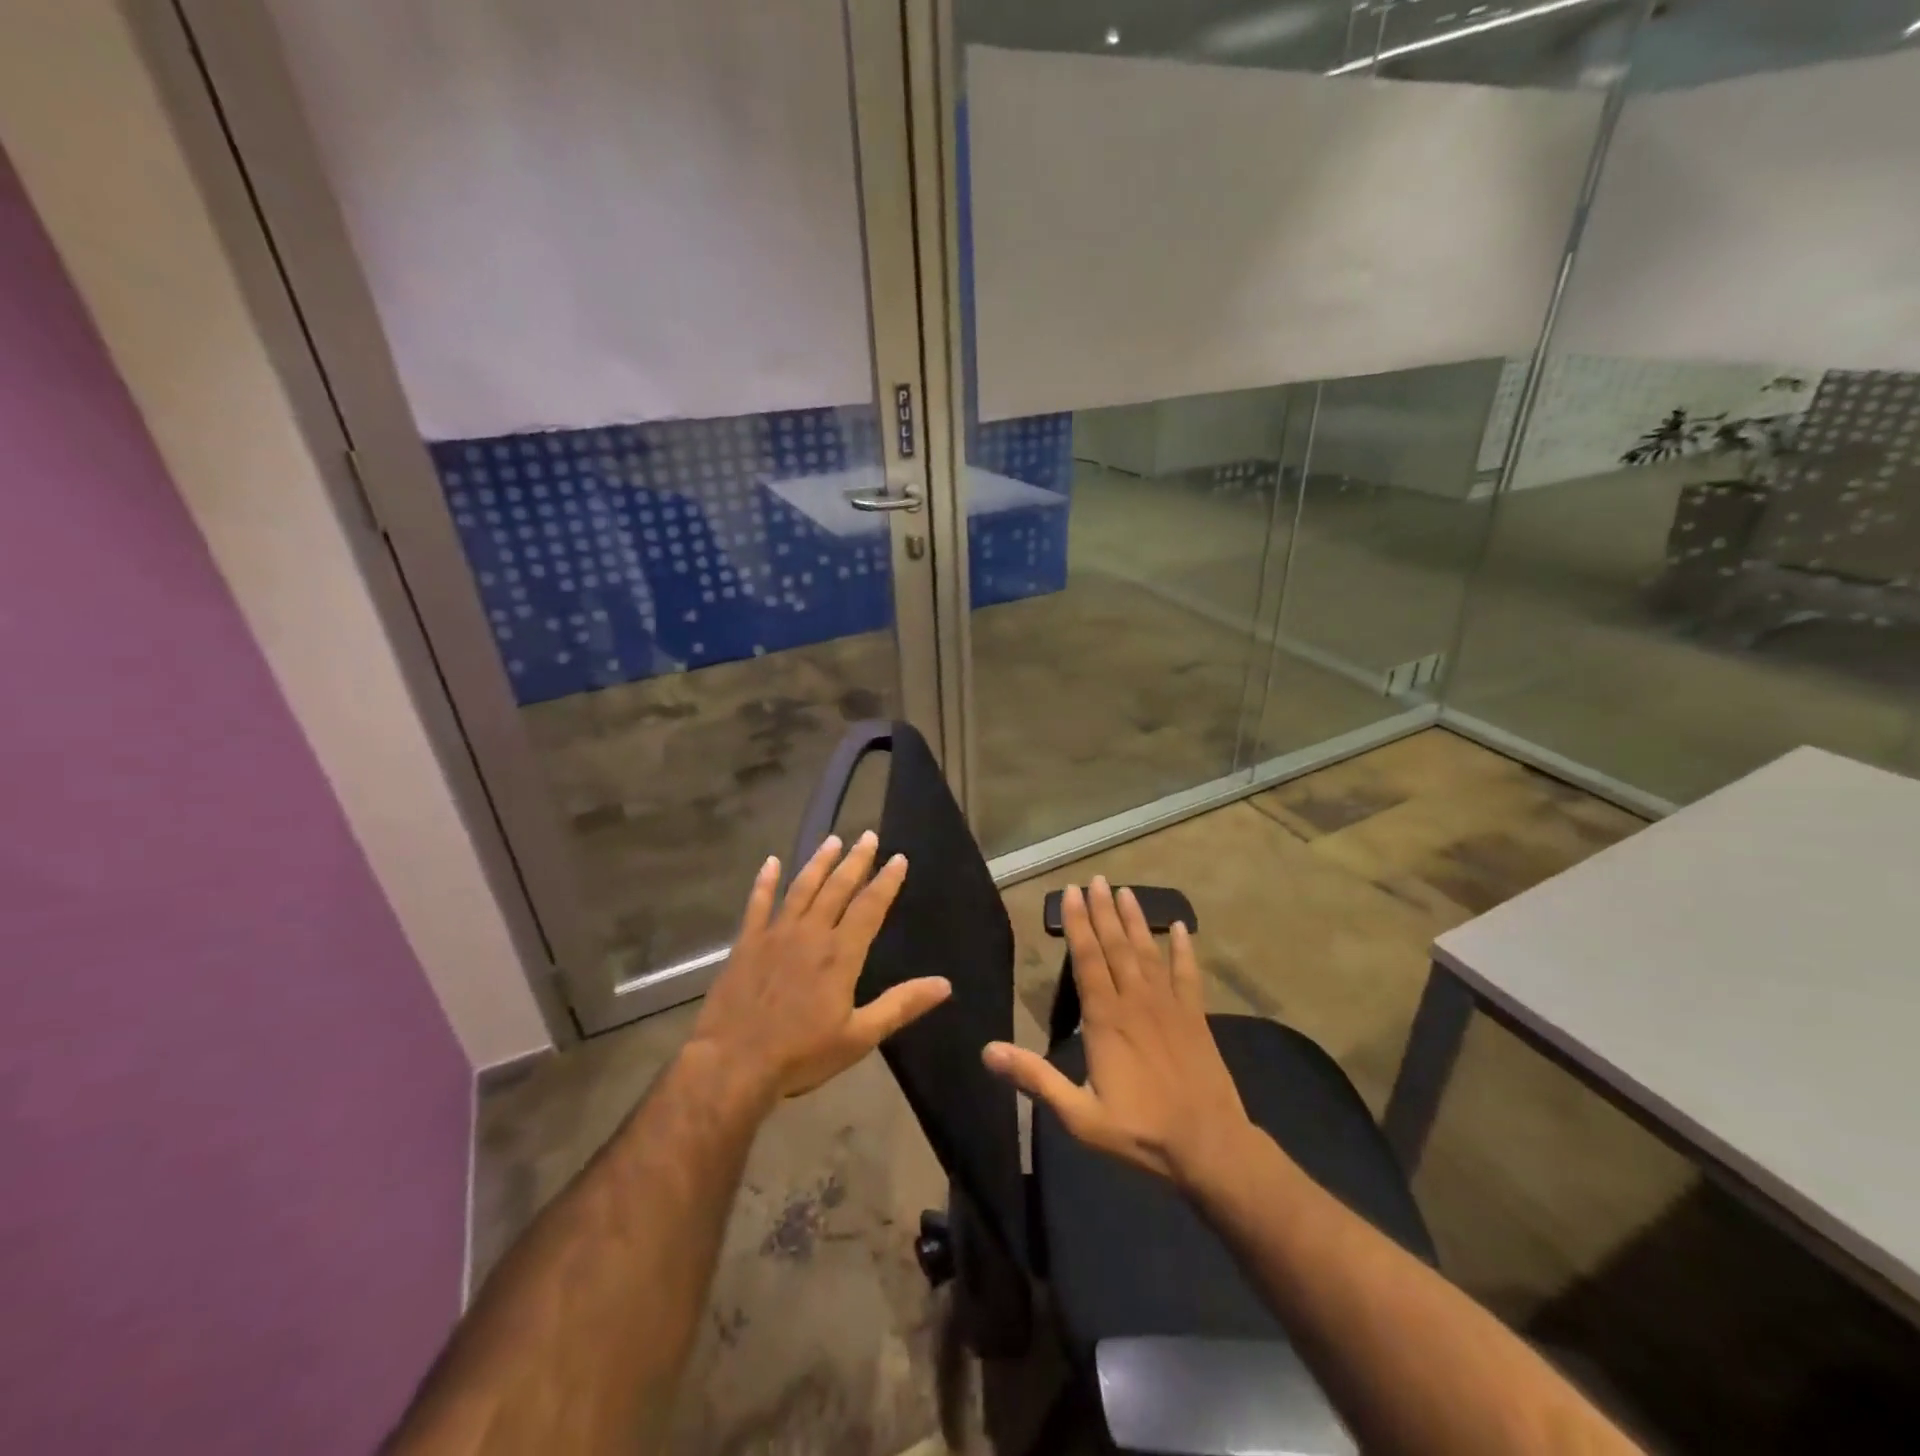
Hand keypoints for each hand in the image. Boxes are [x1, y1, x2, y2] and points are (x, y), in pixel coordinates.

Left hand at [691, 832, 950, 1104]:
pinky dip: (764, 882)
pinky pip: (757, 904)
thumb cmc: (801, 1054)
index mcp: (841, 954)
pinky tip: (771, 863)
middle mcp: (811, 933)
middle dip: (855, 860)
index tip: (898, 858)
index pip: (870, 907)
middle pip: (837, 888)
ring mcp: (775, 934)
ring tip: (832, 840)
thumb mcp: (860, 1036)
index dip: (886, 881)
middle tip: (867, 835)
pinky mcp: (746, 943)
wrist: (734, 1064)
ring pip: (801, 888)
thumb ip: (901, 1005)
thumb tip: (944, 984)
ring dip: (818, 862)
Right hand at [982, 878, 1251, 1189]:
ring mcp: (1169, 1006)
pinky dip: (1183, 948)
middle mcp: (1136, 1001)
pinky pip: (1188, 974)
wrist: (1210, 1147)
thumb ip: (1035, 1079)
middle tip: (1095, 879)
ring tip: (1125, 891)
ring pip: (1148, 951)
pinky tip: (1179, 927)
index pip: (1087, 959)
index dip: (1077, 924)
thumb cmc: (1140, 1132)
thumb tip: (988, 1051)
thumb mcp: (1079, 1115)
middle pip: (1116, 946)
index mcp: (1106, 1019)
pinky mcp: (1196, 1016)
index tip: (1070, 893)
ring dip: (1135, 920)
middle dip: (1103, 910)